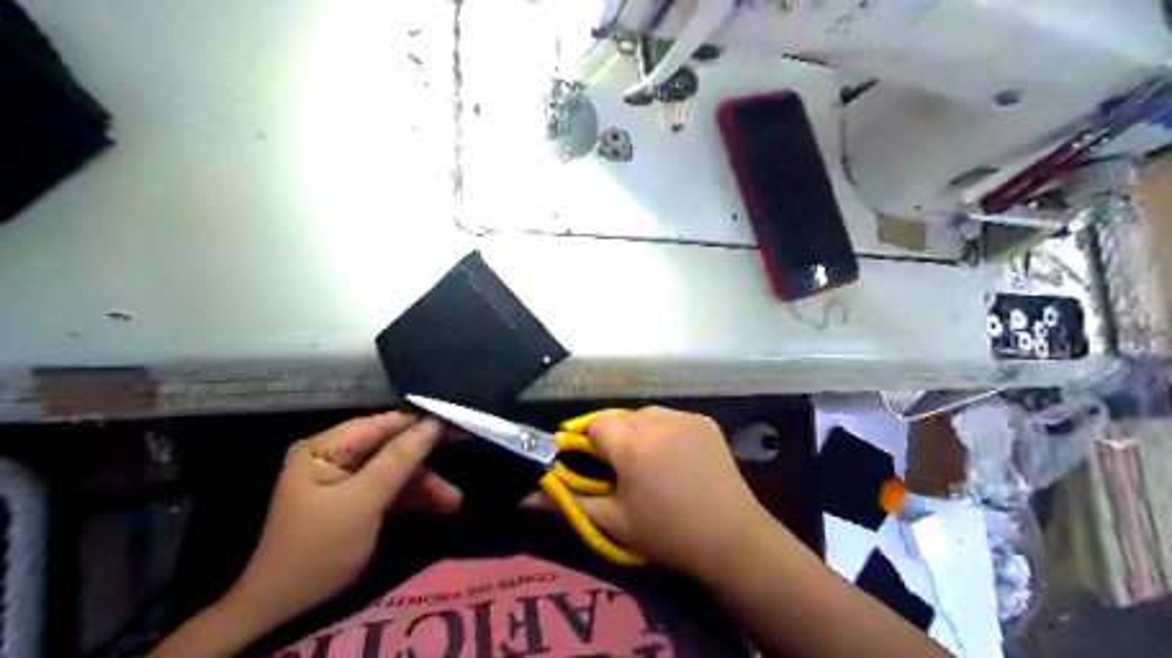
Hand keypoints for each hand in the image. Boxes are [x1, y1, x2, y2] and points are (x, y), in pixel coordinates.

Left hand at [219, 415, 455, 629]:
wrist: (285, 609)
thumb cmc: (320, 548)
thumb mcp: (363, 501)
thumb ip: (399, 459)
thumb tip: (434, 422)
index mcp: (325, 447)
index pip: (382, 425)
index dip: (421, 424)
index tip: (459, 423)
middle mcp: (334, 457)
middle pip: (391, 449)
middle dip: (424, 464)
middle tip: (464, 458)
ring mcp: (344, 481)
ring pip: (394, 472)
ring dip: (424, 486)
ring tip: (454, 503)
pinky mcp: (354, 503)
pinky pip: (389, 491)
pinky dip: (412, 500)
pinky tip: (439, 508)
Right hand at [532, 405, 769, 579]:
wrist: (732, 538)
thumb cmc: (666, 534)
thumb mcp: (612, 522)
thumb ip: (566, 503)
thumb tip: (524, 495)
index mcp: (631, 444)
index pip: (595, 424)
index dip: (590, 442)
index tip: (596, 466)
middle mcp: (656, 421)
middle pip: (621, 417)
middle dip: (615, 438)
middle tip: (623, 470)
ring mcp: (685, 417)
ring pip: (646, 415)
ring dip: (640, 431)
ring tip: (650, 463)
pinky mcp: (705, 421)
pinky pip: (672, 418)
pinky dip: (665, 431)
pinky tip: (675, 458)